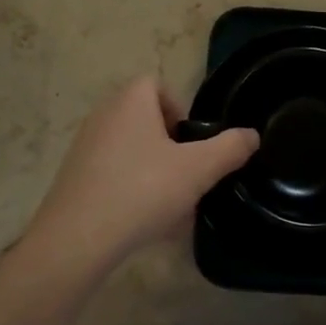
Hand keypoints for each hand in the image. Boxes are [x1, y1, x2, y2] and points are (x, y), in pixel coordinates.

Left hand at [25, 77, 257, 268]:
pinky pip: (112, 174)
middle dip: (169, 145)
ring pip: (130, 149)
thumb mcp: (198, 170)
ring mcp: (84, 146)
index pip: (157, 85)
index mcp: (130, 101)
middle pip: (145, 118)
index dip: (179, 109)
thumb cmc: (142, 190)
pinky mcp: (74, 177)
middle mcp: (104, 115)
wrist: (77, 239)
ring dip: (152, 170)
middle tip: (186, 174)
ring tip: (170, 205)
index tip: (191, 143)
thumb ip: (229, 149)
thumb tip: (251, 135)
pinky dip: (131, 189)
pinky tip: (145, 222)